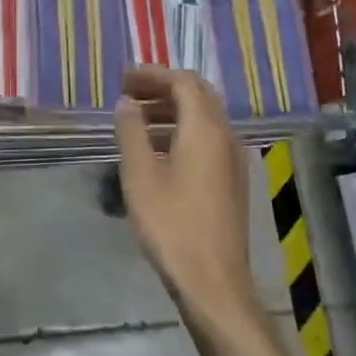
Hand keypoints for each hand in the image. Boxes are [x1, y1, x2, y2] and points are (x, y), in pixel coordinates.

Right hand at [113, 66, 255, 315]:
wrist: (212, 280)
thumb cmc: (171, 224)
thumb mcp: (140, 175)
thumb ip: (132, 132)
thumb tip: (127, 103)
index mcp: (205, 129)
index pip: (183, 82)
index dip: (152, 74)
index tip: (123, 79)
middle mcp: (225, 136)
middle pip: (198, 95)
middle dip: (163, 88)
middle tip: (129, 93)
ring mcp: (232, 160)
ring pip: (204, 118)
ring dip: (171, 110)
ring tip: (136, 120)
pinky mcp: (231, 181)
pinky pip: (207, 139)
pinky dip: (182, 130)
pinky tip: (157, 150)